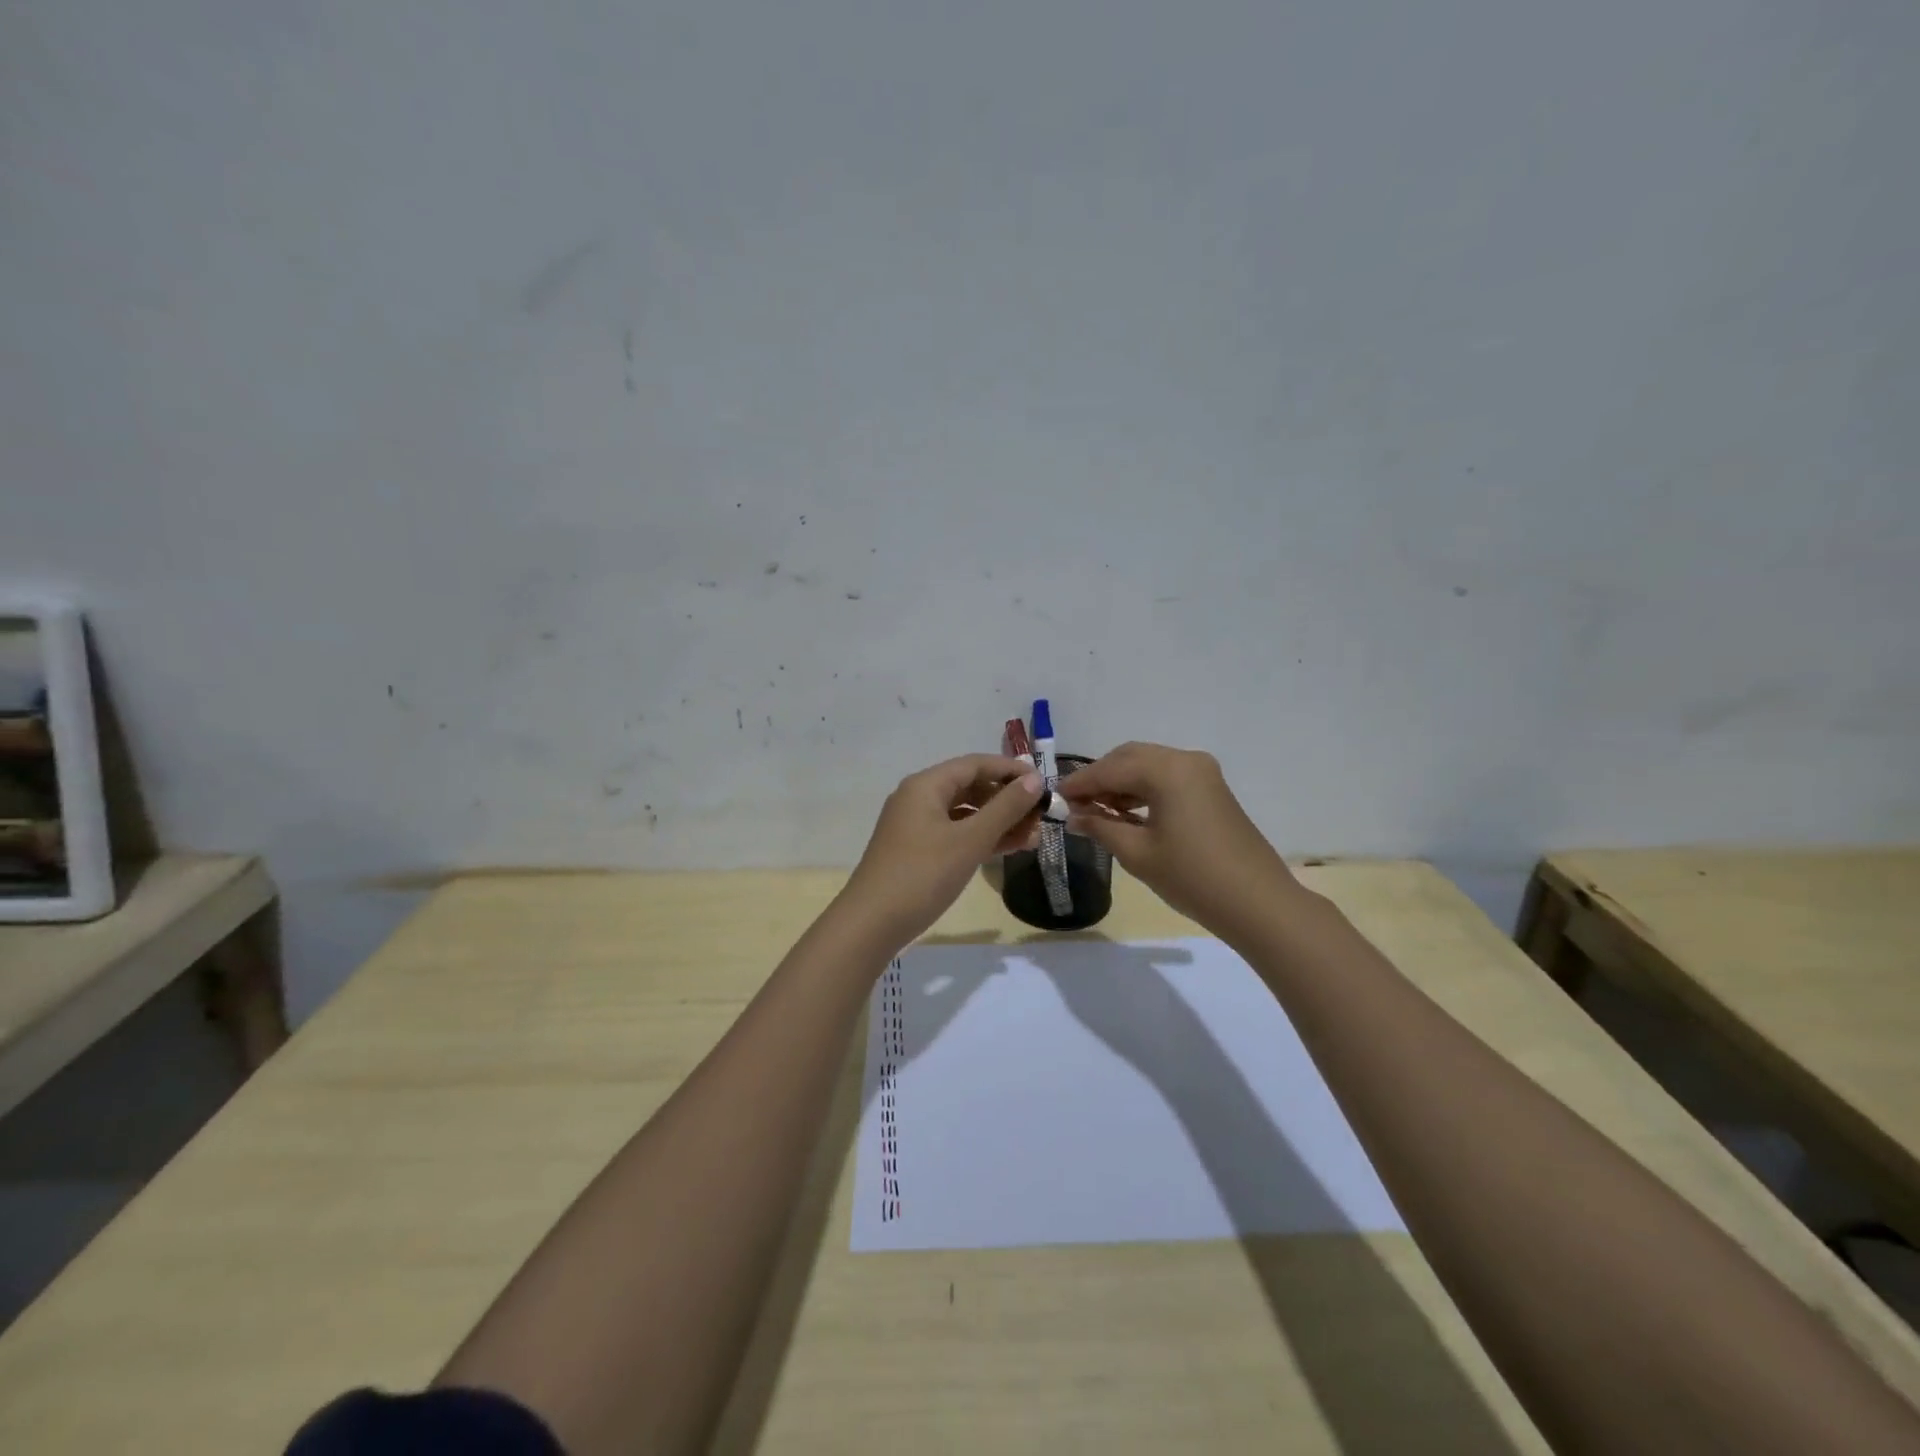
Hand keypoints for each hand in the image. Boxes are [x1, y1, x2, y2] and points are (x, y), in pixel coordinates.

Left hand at [841, 754, 1043, 949]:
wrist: (871, 924)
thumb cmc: (923, 875)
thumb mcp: (970, 840)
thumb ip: (1005, 808)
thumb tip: (1034, 780)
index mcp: (926, 785)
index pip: (976, 764)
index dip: (1011, 770)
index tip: (1044, 784)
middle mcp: (919, 798)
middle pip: (970, 787)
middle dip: (1007, 800)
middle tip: (1041, 817)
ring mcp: (916, 826)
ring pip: (965, 814)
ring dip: (998, 822)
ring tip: (1033, 837)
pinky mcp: (917, 851)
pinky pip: (955, 834)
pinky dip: (981, 839)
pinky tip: (1007, 849)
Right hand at [1059, 742, 1301, 935]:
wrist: (1258, 903)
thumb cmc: (1192, 878)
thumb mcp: (1137, 854)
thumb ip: (1100, 827)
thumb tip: (1072, 816)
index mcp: (1166, 770)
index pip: (1110, 769)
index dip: (1079, 783)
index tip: (1054, 797)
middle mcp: (1185, 759)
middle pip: (1129, 758)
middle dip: (1099, 778)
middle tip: (1075, 804)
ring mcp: (1203, 772)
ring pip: (1148, 765)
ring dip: (1120, 782)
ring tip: (1096, 811)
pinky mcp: (1212, 788)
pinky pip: (1167, 777)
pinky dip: (1143, 789)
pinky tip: (1126, 812)